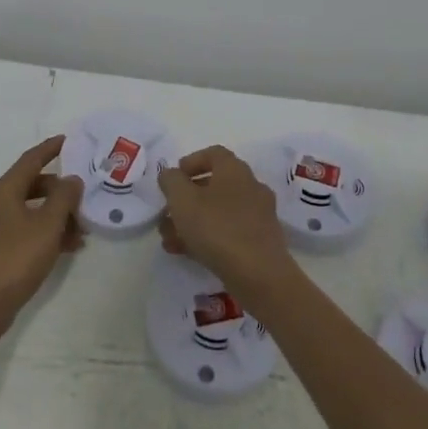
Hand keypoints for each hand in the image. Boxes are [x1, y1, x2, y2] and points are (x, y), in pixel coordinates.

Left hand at [0, 135, 83, 344]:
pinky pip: (25, 231)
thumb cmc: (14, 259)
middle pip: (32, 186)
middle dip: (59, 191)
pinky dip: (45, 234)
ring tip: (81, 233)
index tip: (68, 140)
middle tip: (83, 199)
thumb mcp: (47, 225)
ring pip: (30, 211)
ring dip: (56, 217)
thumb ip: (63, 198)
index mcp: (4, 190)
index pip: (31, 159)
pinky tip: (65, 249)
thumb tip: (71, 179)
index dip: (50, 148)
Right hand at [157, 146, 294, 304]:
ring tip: (169, 239)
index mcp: (234, 170)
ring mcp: (258, 215)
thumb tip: (170, 174)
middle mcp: (251, 186)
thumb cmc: (217, 228)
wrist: (259, 274)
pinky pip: (229, 231)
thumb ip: (171, 181)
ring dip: (193, 221)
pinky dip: (208, 237)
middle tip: (167, 213)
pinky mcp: (260, 241)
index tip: (173, 178)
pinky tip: (188, 253)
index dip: (191, 162)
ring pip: (219, 211)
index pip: (213, 153)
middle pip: (214, 184)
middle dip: (186, 199)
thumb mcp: (182, 200)